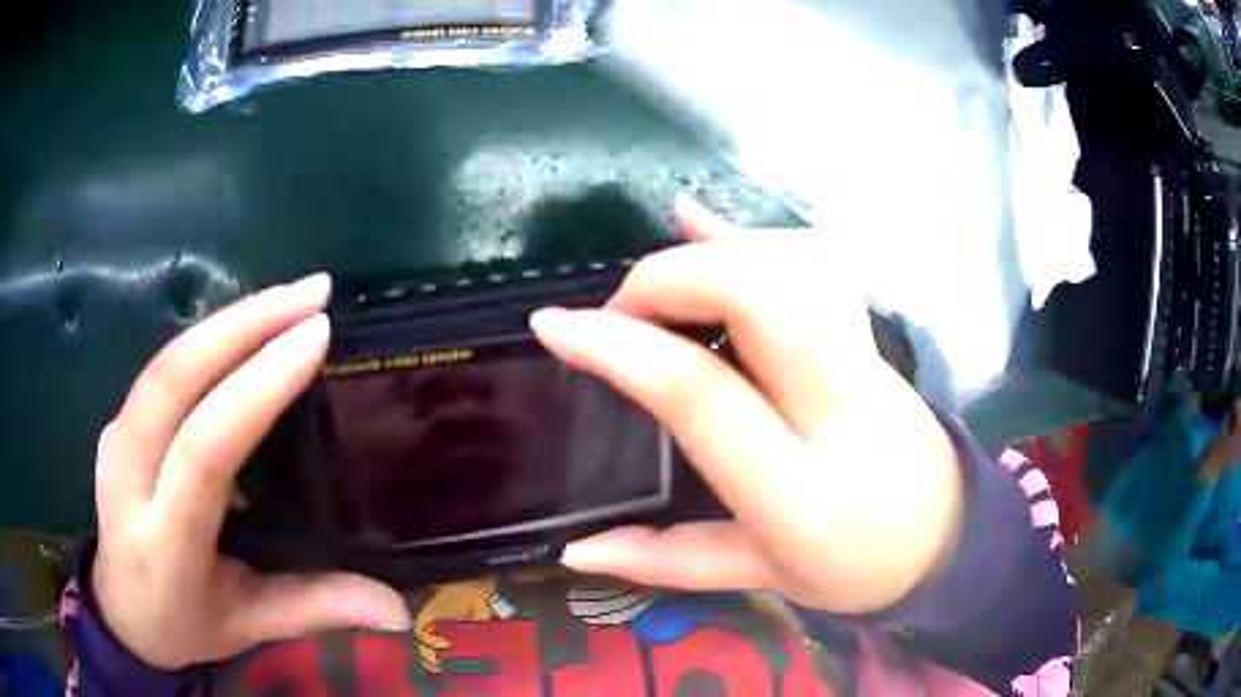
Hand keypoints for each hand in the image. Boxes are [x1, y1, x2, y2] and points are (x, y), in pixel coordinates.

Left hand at [92, 274, 410, 669]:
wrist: (120, 610)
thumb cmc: (185, 625)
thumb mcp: (250, 624)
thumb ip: (317, 608)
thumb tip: (400, 610)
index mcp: (166, 542)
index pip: (204, 450)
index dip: (256, 386)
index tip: (315, 337)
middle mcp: (128, 478)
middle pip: (175, 379)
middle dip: (245, 325)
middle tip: (314, 293)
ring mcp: (115, 439)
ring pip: (166, 360)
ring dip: (229, 319)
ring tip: (291, 296)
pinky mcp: (117, 421)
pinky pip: (164, 367)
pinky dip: (209, 337)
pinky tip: (248, 326)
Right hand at [531, 196, 963, 613]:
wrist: (948, 538)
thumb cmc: (857, 571)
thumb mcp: (763, 580)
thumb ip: (664, 561)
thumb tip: (573, 549)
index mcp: (801, 495)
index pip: (702, 395)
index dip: (620, 346)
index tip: (554, 323)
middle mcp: (842, 411)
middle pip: (757, 294)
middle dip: (668, 278)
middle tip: (620, 312)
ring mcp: (869, 360)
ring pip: (792, 262)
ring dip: (709, 252)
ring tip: (657, 288)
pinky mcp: (875, 334)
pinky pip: (815, 260)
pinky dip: (750, 234)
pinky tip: (704, 226)